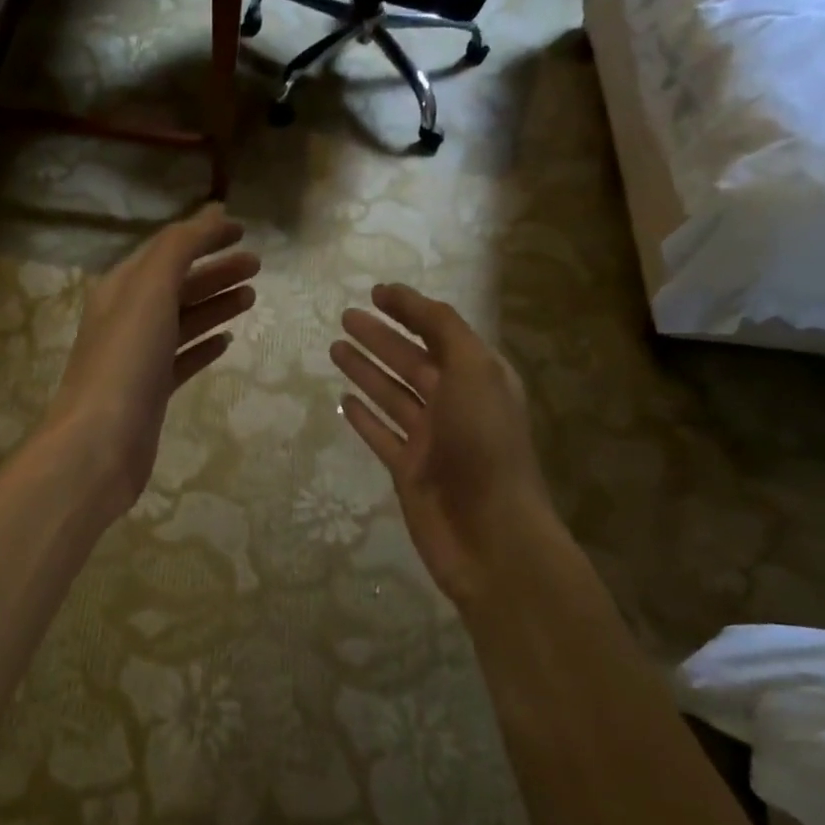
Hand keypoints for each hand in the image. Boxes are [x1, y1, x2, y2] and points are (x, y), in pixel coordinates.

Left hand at [44, 204, 258, 517]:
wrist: (100, 443)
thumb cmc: (126, 360)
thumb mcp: (150, 291)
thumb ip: (179, 248)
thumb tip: (211, 214)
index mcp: (122, 288)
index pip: (167, 250)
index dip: (203, 236)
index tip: (243, 230)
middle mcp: (128, 318)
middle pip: (178, 284)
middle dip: (216, 270)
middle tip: (258, 265)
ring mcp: (139, 357)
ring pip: (184, 320)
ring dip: (215, 304)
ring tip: (252, 297)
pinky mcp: (152, 391)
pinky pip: (183, 359)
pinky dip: (204, 345)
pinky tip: (226, 342)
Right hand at [331, 284, 555, 607]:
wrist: (489, 532)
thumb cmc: (484, 444)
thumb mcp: (474, 371)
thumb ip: (445, 331)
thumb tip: (411, 303)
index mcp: (478, 376)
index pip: (440, 331)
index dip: (410, 309)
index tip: (376, 292)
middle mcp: (455, 403)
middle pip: (411, 360)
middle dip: (381, 337)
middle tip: (345, 318)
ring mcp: (430, 438)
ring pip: (392, 395)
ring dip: (366, 370)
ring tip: (335, 348)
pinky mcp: (408, 470)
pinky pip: (381, 434)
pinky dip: (363, 416)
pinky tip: (343, 400)